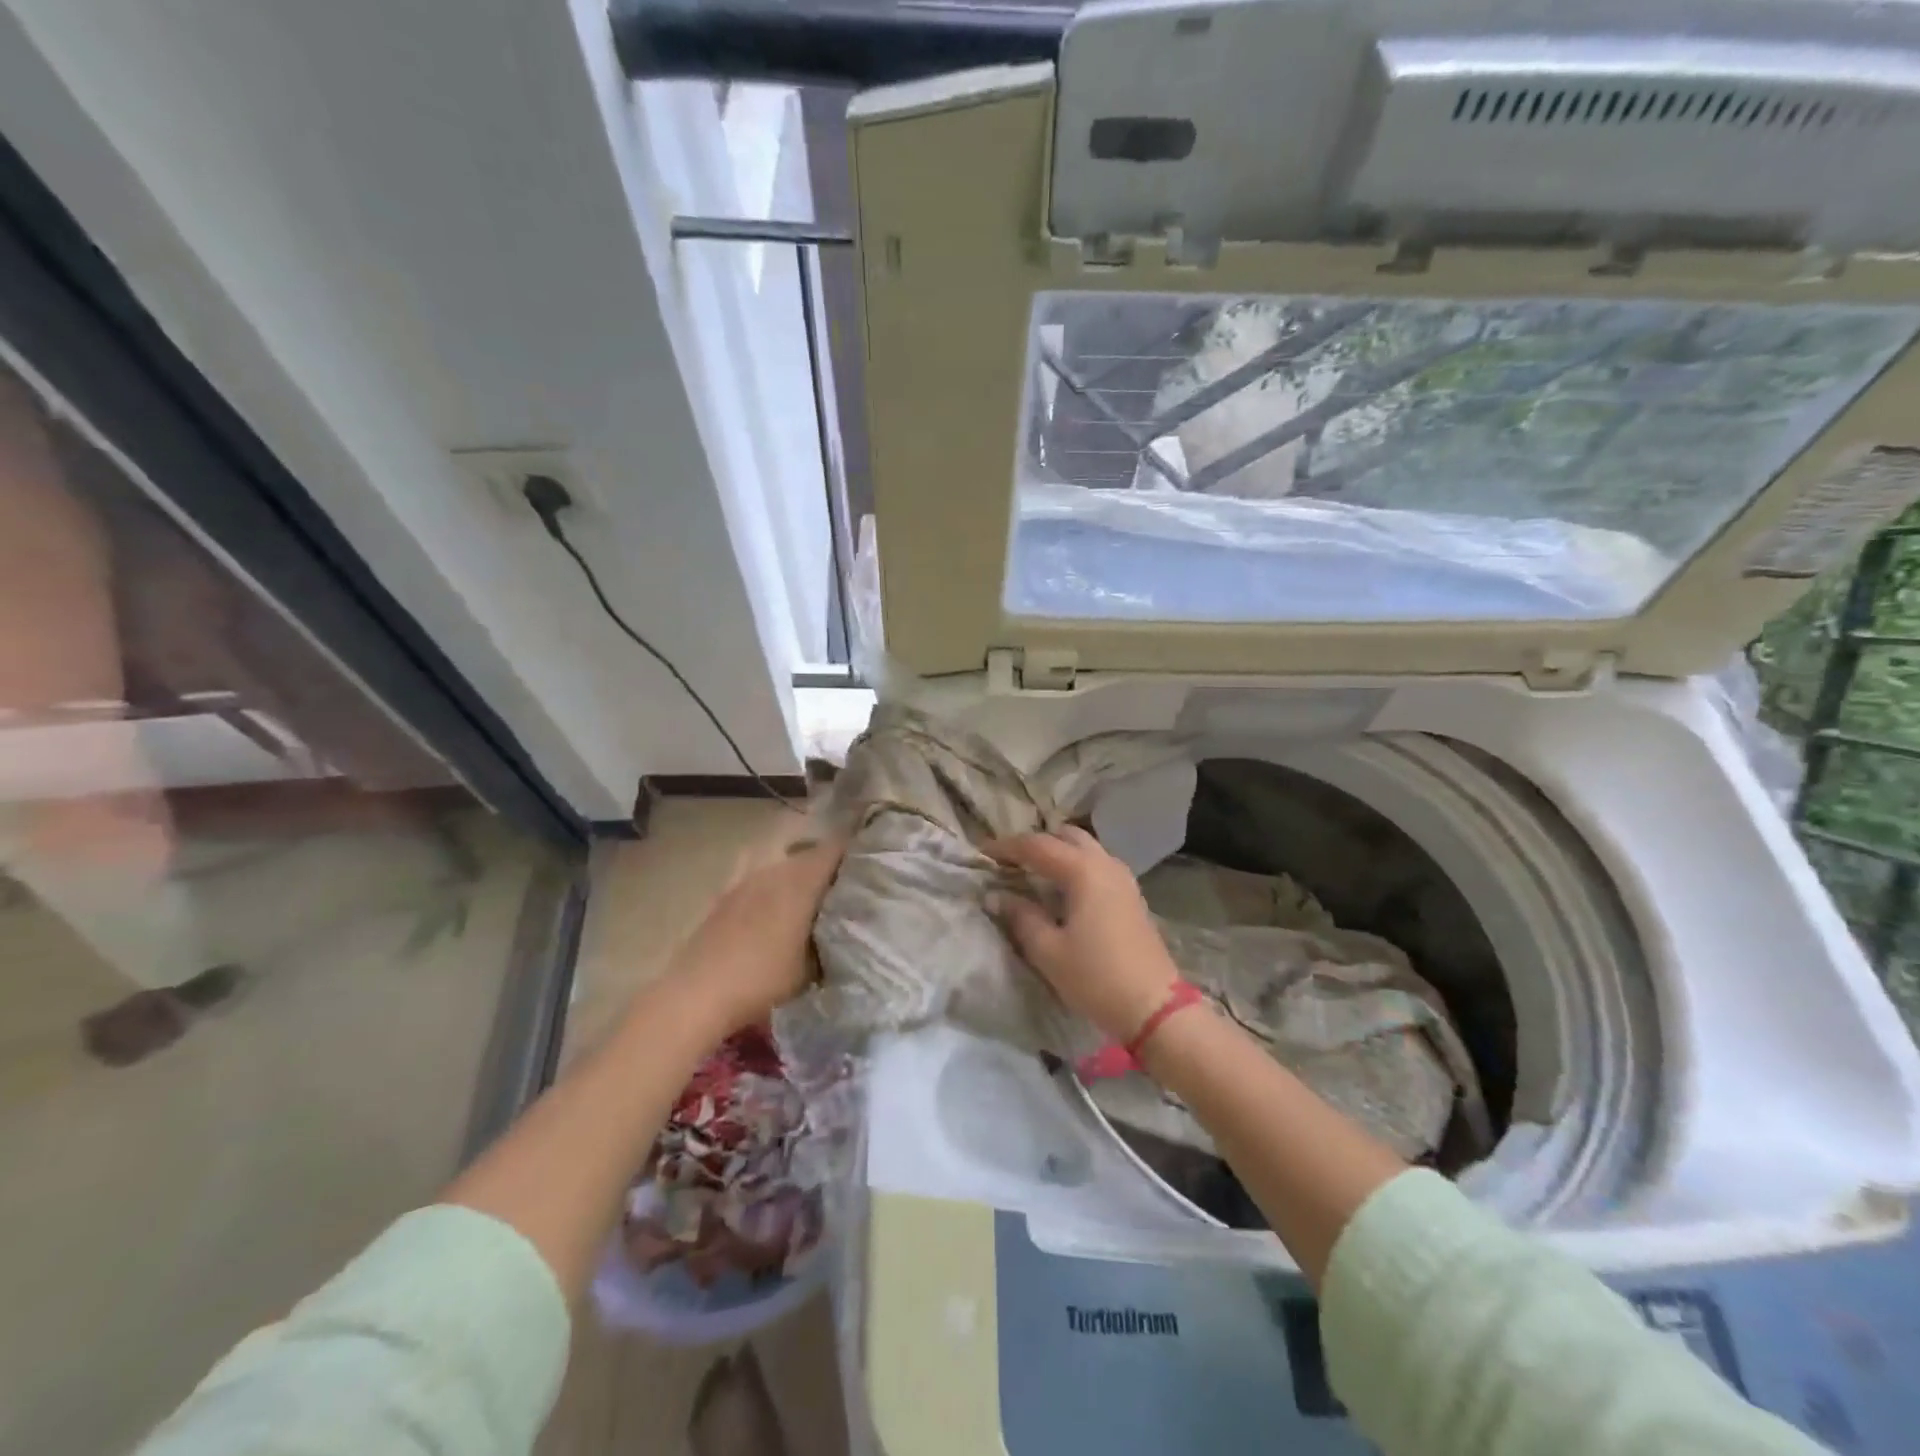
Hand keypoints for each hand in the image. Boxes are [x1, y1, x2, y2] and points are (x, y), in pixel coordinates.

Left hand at [663, 827, 847, 1035]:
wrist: (698, 993)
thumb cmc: (763, 978)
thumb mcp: (812, 967)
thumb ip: (834, 941)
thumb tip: (851, 931)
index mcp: (801, 880)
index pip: (837, 847)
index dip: (858, 848)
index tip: (875, 858)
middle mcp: (776, 869)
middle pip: (811, 853)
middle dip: (832, 865)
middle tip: (850, 885)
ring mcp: (747, 878)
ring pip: (785, 864)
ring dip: (801, 875)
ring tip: (814, 897)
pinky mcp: (727, 893)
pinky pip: (761, 878)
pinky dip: (774, 885)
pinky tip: (775, 905)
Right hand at [987, 826, 1181, 1043]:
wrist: (1154, 1007)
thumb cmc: (1096, 977)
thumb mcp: (1048, 951)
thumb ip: (1021, 917)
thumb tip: (997, 896)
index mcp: (1083, 870)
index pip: (1037, 845)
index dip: (1007, 847)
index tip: (982, 853)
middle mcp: (1105, 864)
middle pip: (1066, 836)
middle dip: (1037, 843)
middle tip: (1010, 861)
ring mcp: (1123, 878)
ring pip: (1085, 849)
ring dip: (1058, 853)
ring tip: (1032, 874)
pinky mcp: (1131, 896)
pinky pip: (1097, 866)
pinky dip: (1075, 867)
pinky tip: (1061, 890)